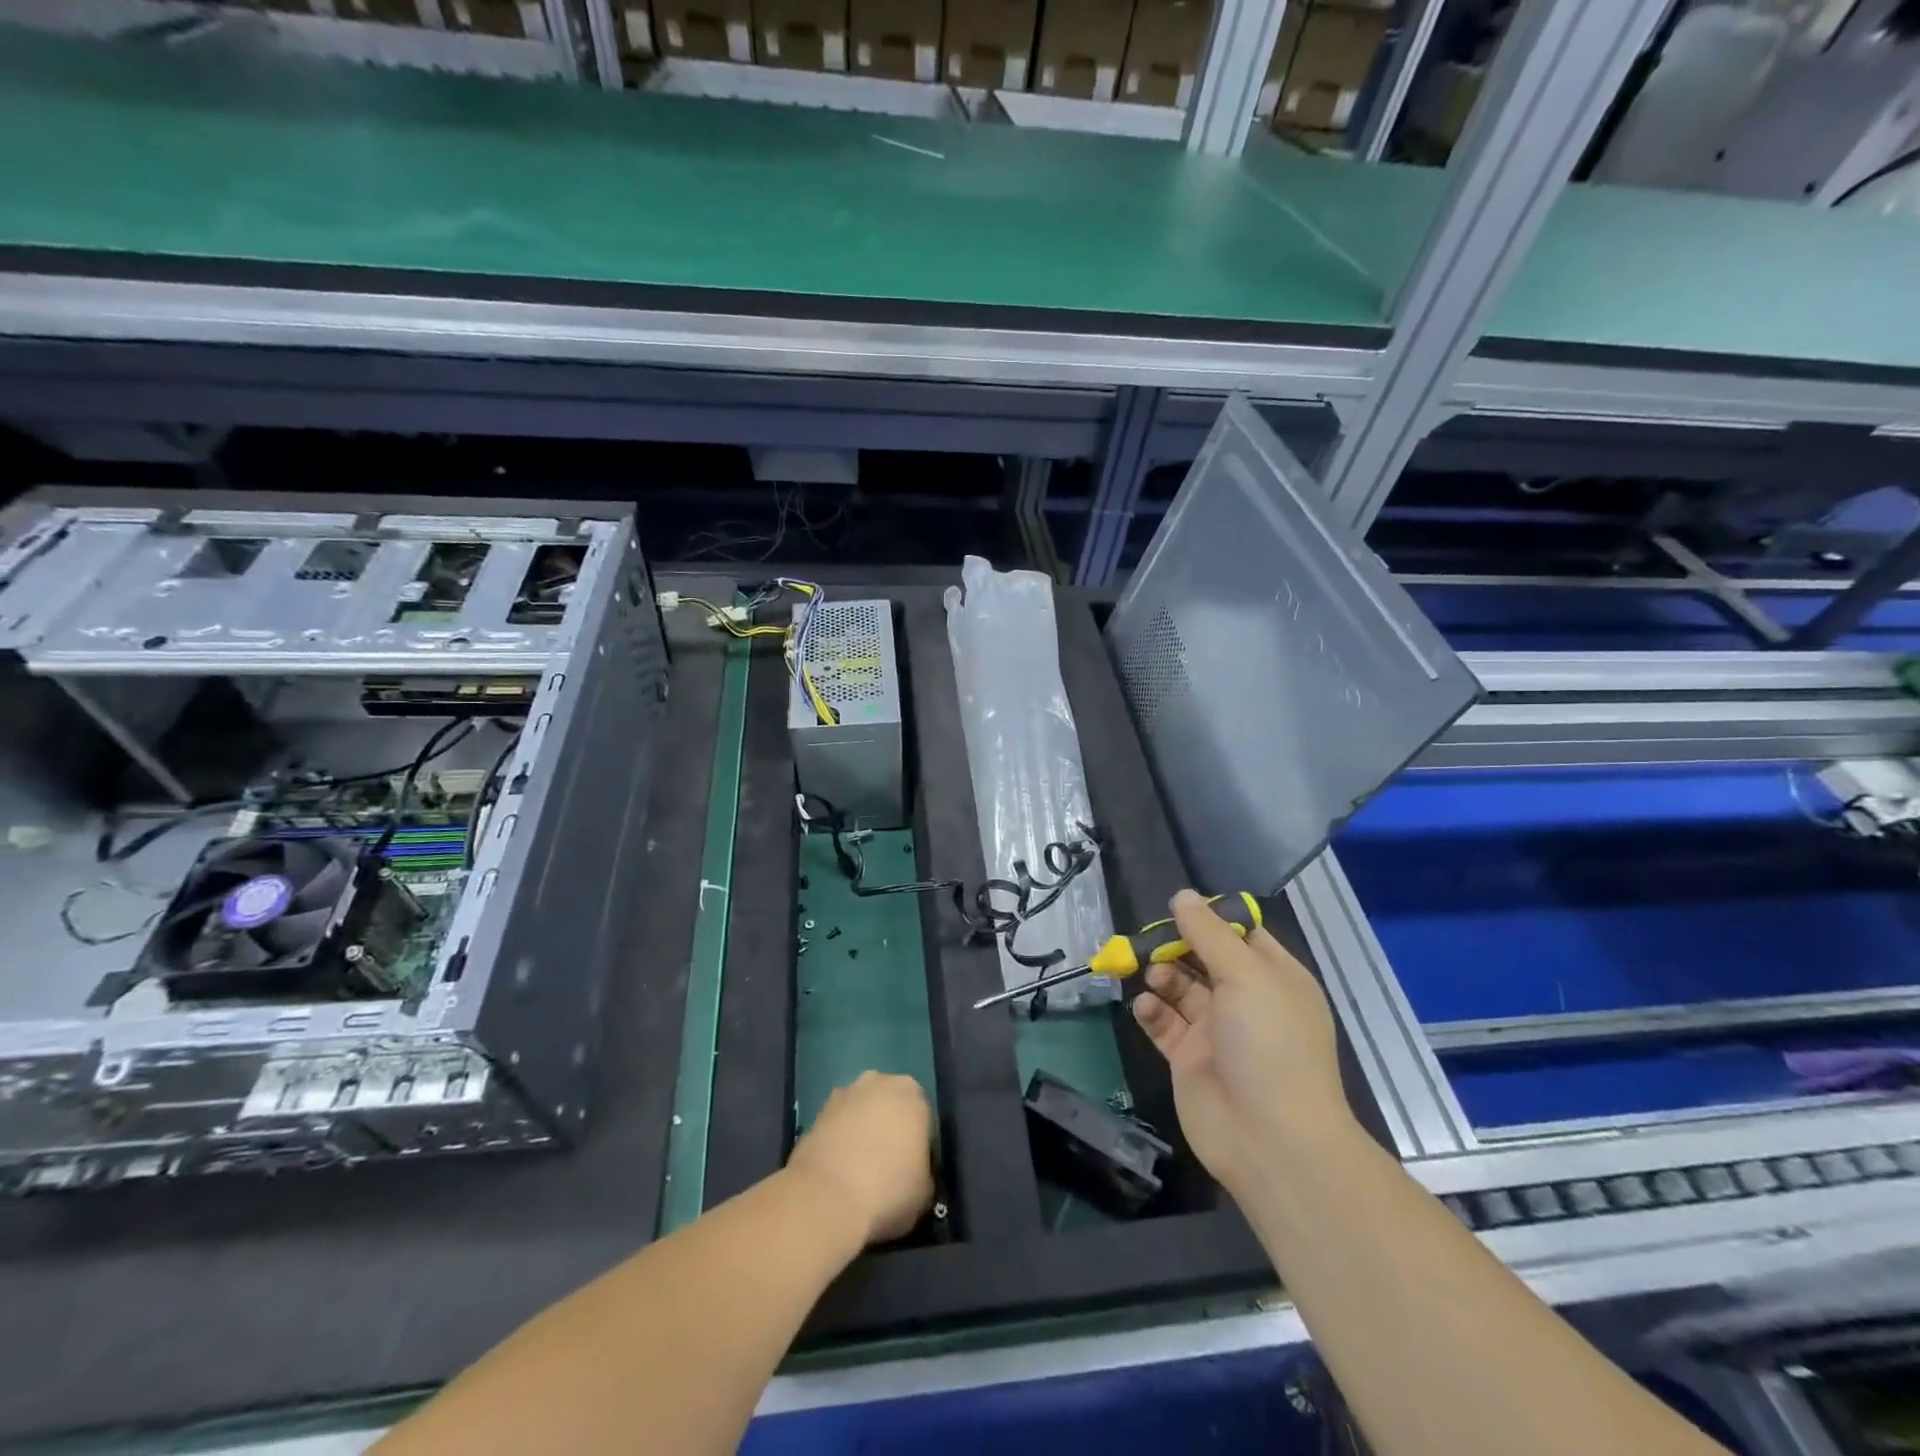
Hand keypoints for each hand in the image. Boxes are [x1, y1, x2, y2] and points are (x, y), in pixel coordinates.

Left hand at [786, 1071, 934, 1244]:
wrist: (827, 1198)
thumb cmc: (888, 1190)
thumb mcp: (926, 1191)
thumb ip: (924, 1170)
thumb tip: (915, 1171)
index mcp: (914, 1095)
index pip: (923, 1115)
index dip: (920, 1142)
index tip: (914, 1168)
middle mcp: (880, 1082)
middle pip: (891, 1104)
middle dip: (890, 1127)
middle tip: (888, 1165)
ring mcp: (845, 1093)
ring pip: (862, 1110)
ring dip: (862, 1130)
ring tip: (859, 1171)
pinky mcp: (818, 1111)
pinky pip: (838, 1124)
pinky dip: (840, 1139)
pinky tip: (838, 1170)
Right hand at [1132, 890, 1351, 1194]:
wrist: (1270, 1140)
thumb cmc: (1269, 1045)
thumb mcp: (1245, 976)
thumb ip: (1209, 933)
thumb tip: (1182, 896)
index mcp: (1274, 978)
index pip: (1242, 934)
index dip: (1212, 919)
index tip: (1179, 908)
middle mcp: (1246, 1000)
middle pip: (1204, 958)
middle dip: (1176, 946)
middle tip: (1151, 940)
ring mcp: (1216, 1031)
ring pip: (1180, 988)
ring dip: (1162, 975)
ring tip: (1152, 976)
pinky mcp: (1188, 1058)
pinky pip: (1164, 1023)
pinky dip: (1151, 1010)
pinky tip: (1145, 1006)